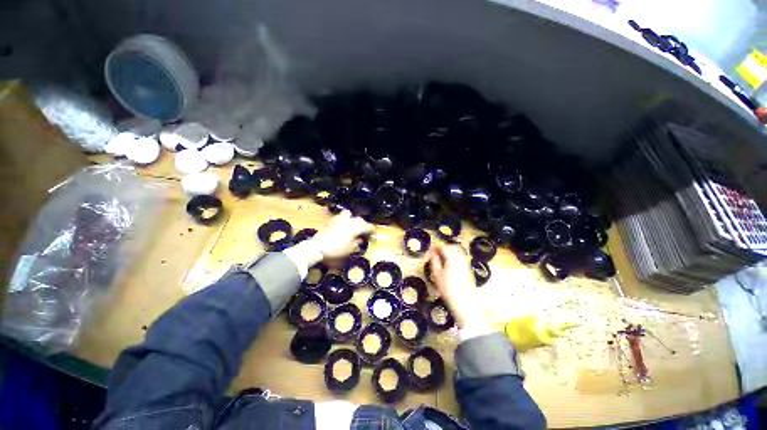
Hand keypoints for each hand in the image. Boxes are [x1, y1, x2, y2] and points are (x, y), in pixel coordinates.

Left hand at [310, 210, 374, 259]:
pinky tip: (342, 224)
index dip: (371, 229)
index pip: (366, 226)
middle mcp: (348, 221)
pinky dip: (344, 219)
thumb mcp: (349, 249)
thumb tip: (359, 240)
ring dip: (353, 218)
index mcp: (354, 228)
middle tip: (365, 230)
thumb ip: (355, 243)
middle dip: (363, 224)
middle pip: (359, 219)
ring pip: (349, 214)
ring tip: (353, 224)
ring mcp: (339, 220)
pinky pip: (340, 217)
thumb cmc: (336, 249)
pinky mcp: (331, 221)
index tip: (374, 233)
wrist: (318, 247)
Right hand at [427, 244, 486, 328]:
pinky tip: (449, 265)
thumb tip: (432, 254)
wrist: (464, 302)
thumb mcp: (436, 274)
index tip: (429, 254)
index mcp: (452, 257)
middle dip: (442, 249)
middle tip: (434, 255)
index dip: (434, 248)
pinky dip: (454, 257)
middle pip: (451, 247)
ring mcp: (466, 262)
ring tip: (441, 259)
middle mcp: (460, 257)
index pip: (442, 246)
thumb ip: (434, 261)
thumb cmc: (448, 288)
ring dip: (448, 252)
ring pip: (457, 251)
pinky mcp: (468, 268)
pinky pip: (460, 257)